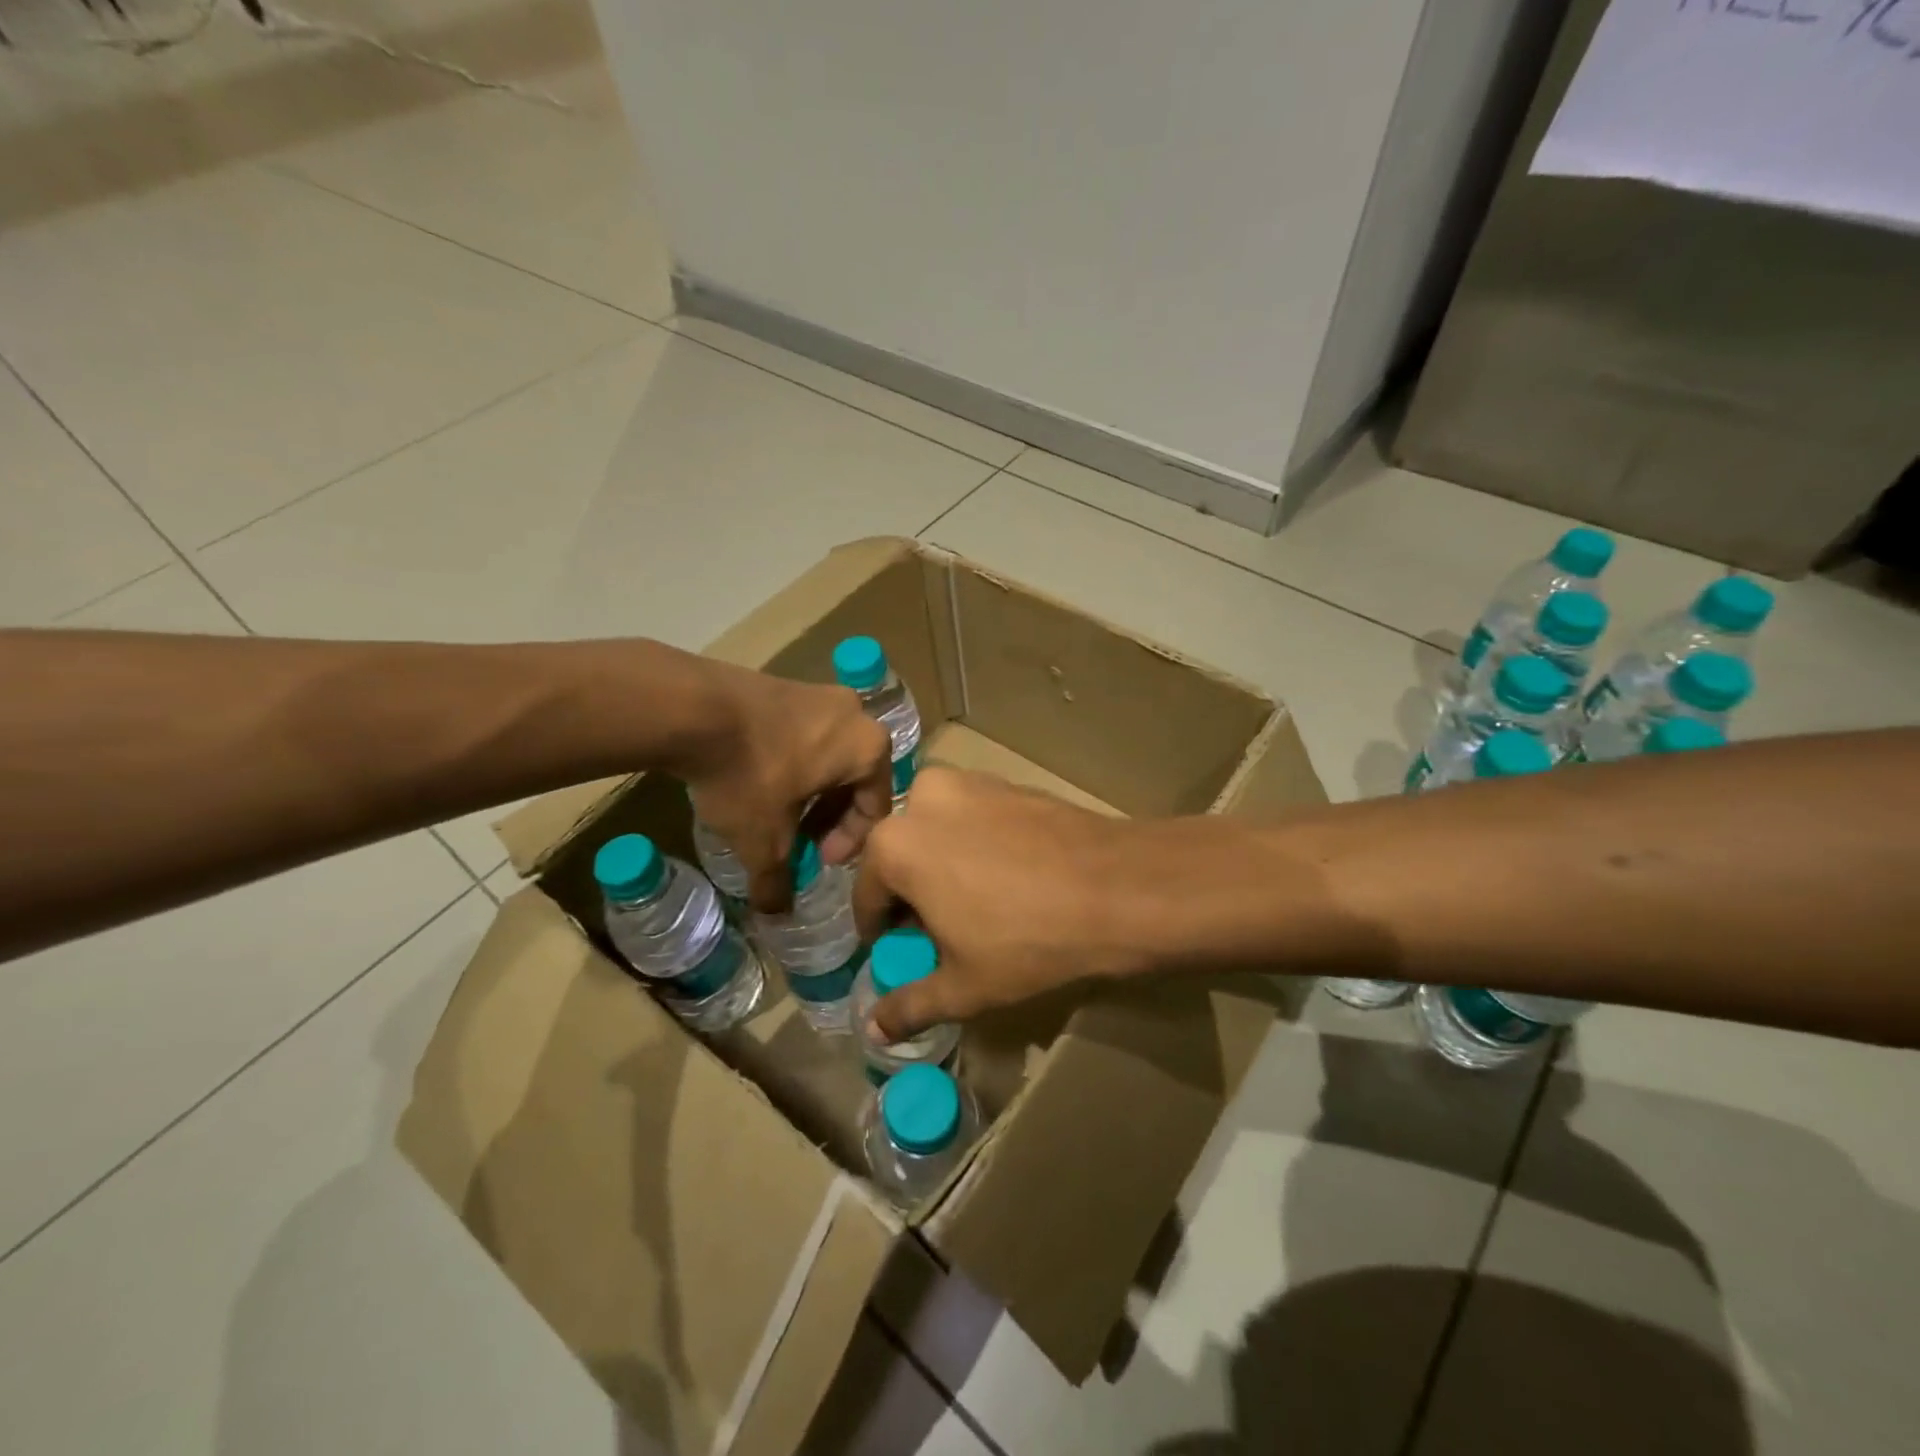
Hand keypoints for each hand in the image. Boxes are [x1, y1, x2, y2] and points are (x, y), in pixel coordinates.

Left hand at [679, 660, 891, 912]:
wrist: (691, 707)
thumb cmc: (749, 775)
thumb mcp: (764, 840)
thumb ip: (777, 880)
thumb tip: (776, 913)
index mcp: (869, 748)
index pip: (875, 808)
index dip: (849, 844)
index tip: (817, 860)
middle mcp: (856, 714)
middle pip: (854, 779)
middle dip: (829, 817)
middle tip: (801, 841)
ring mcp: (820, 693)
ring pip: (829, 755)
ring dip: (811, 790)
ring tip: (777, 814)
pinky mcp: (786, 683)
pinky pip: (804, 733)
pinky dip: (793, 762)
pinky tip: (759, 780)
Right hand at [851, 767, 1162, 1040]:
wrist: (1118, 888)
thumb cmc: (1028, 941)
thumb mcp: (963, 986)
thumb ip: (910, 1005)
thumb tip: (873, 1029)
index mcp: (895, 845)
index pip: (866, 896)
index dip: (880, 931)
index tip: (898, 951)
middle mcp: (922, 799)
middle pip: (901, 856)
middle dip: (912, 894)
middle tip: (940, 930)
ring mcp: (969, 783)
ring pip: (936, 831)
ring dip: (941, 864)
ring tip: (975, 903)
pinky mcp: (1007, 781)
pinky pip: (972, 817)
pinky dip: (974, 844)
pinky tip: (1007, 876)